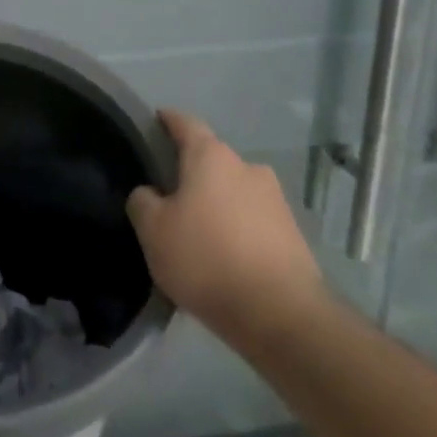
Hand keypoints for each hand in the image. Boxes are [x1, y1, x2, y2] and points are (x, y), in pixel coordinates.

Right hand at [126, 109, 330, 350]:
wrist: (281, 315)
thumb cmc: (207, 259)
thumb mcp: (153, 231)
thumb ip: (142, 202)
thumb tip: (149, 194)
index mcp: (212, 157)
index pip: (185, 123)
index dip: (168, 120)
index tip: (155, 121)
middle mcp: (248, 168)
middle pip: (212, 160)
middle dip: (192, 172)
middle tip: (168, 193)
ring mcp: (276, 200)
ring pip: (234, 191)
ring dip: (216, 203)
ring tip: (197, 231)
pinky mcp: (293, 234)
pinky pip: (253, 221)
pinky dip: (236, 229)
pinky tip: (224, 255)